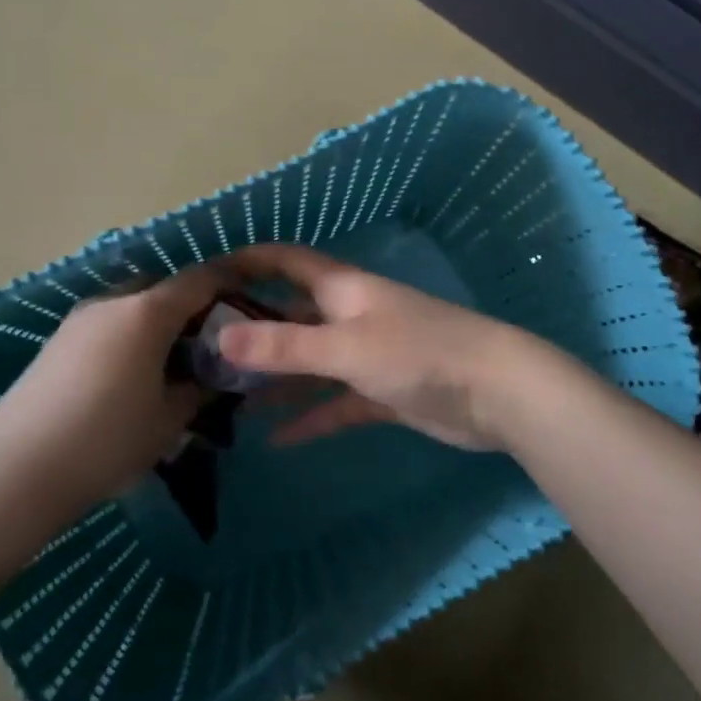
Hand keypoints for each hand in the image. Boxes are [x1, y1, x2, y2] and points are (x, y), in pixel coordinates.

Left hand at [0, 264, 226, 508]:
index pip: (202, 278)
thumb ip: (202, 388)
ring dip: (161, 321)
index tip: (255, 295)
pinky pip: (110, 323)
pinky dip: (133, 335)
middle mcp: (113, 301)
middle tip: (214, 339)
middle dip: (194, 304)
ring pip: (134, 304)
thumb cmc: (108, 440)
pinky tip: (136, 373)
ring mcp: (80, 318)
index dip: (233, 280)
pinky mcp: (58, 340)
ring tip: (177, 361)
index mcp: (147, 311)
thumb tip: (216, 376)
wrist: (18, 470)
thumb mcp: (171, 418)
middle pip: (165, 286)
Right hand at [217, 245, 535, 451]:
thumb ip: (283, 346)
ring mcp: (368, 354)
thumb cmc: (419, 353)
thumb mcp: (345, 348)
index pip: (286, 262)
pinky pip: (336, 401)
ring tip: (227, 398)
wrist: (497, 393)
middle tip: (203, 350)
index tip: (205, 274)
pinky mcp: (383, 392)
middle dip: (252, 329)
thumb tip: (219, 340)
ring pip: (310, 362)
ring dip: (275, 379)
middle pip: (292, 315)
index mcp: (342, 289)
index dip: (248, 261)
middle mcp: (351, 315)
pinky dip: (310, 415)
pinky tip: (276, 439)